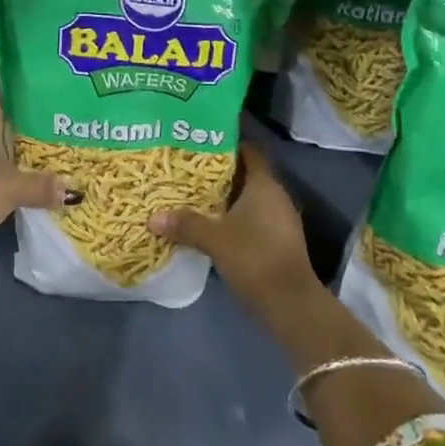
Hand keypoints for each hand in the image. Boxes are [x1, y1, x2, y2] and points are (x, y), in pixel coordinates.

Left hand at [0, 102, 67, 242]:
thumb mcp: (16, 188)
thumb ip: (43, 186)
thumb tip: (71, 191)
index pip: (9, 102)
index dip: (32, 108)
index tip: (54, 116)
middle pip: (0, 124)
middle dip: (23, 133)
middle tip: (52, 139)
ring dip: (8, 154)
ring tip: (38, 160)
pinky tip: (13, 180)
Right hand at [149, 143, 324, 317]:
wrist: (290, 303)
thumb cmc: (254, 257)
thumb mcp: (214, 239)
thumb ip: (185, 225)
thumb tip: (154, 217)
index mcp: (264, 185)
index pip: (248, 152)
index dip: (228, 144)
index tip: (201, 142)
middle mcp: (275, 196)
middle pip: (246, 175)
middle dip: (220, 173)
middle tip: (189, 169)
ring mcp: (280, 219)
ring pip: (249, 198)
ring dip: (226, 198)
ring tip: (195, 196)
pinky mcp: (279, 240)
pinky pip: (253, 218)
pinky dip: (234, 218)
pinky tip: (212, 225)